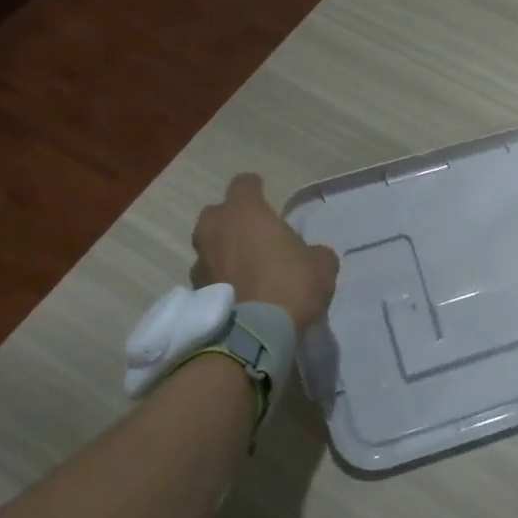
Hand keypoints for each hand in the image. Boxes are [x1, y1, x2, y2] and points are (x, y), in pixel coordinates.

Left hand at [190, 174, 339, 332]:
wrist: (256, 333)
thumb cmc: (291, 284)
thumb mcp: (322, 264)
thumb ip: (313, 251)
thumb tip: (309, 255)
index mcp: (245, 212)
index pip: (244, 184)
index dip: (256, 188)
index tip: (265, 196)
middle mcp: (215, 229)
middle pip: (218, 213)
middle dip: (233, 220)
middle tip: (254, 235)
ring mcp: (200, 261)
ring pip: (209, 246)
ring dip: (224, 251)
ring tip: (246, 268)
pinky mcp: (195, 291)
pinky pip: (209, 275)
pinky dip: (220, 279)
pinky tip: (239, 293)